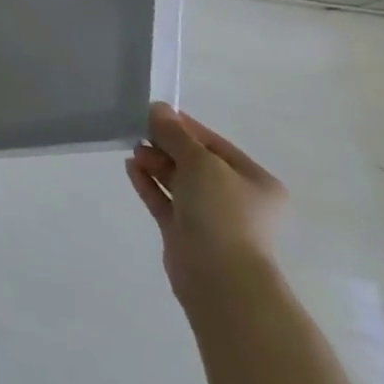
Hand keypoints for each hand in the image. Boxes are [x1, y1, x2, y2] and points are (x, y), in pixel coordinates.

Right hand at [126, 102, 287, 308]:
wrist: (219, 276)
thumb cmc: (222, 212)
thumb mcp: (201, 163)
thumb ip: (176, 135)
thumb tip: (157, 108)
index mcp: (254, 181)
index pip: (214, 144)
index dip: (183, 127)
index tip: (151, 113)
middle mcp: (236, 198)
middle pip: (194, 161)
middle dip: (165, 146)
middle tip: (138, 134)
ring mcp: (210, 216)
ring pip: (177, 180)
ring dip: (155, 163)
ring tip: (133, 152)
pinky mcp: (185, 231)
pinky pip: (164, 199)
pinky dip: (148, 182)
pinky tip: (130, 167)